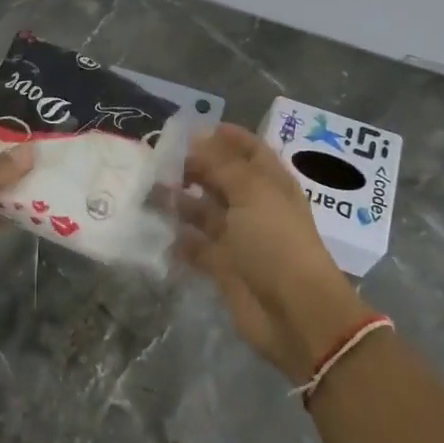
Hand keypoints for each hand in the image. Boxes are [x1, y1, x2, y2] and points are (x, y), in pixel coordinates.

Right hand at [177, 125, 369, 383]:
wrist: (294, 313)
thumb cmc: (276, 242)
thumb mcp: (251, 193)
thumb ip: (222, 164)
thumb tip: (198, 136)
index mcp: (270, 184)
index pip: (249, 150)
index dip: (226, 137)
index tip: (191, 129)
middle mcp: (254, 206)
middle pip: (222, 179)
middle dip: (194, 167)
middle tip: (158, 159)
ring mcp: (239, 238)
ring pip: (204, 212)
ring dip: (180, 202)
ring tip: (148, 190)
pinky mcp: (224, 267)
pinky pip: (196, 247)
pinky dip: (178, 239)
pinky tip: (155, 230)